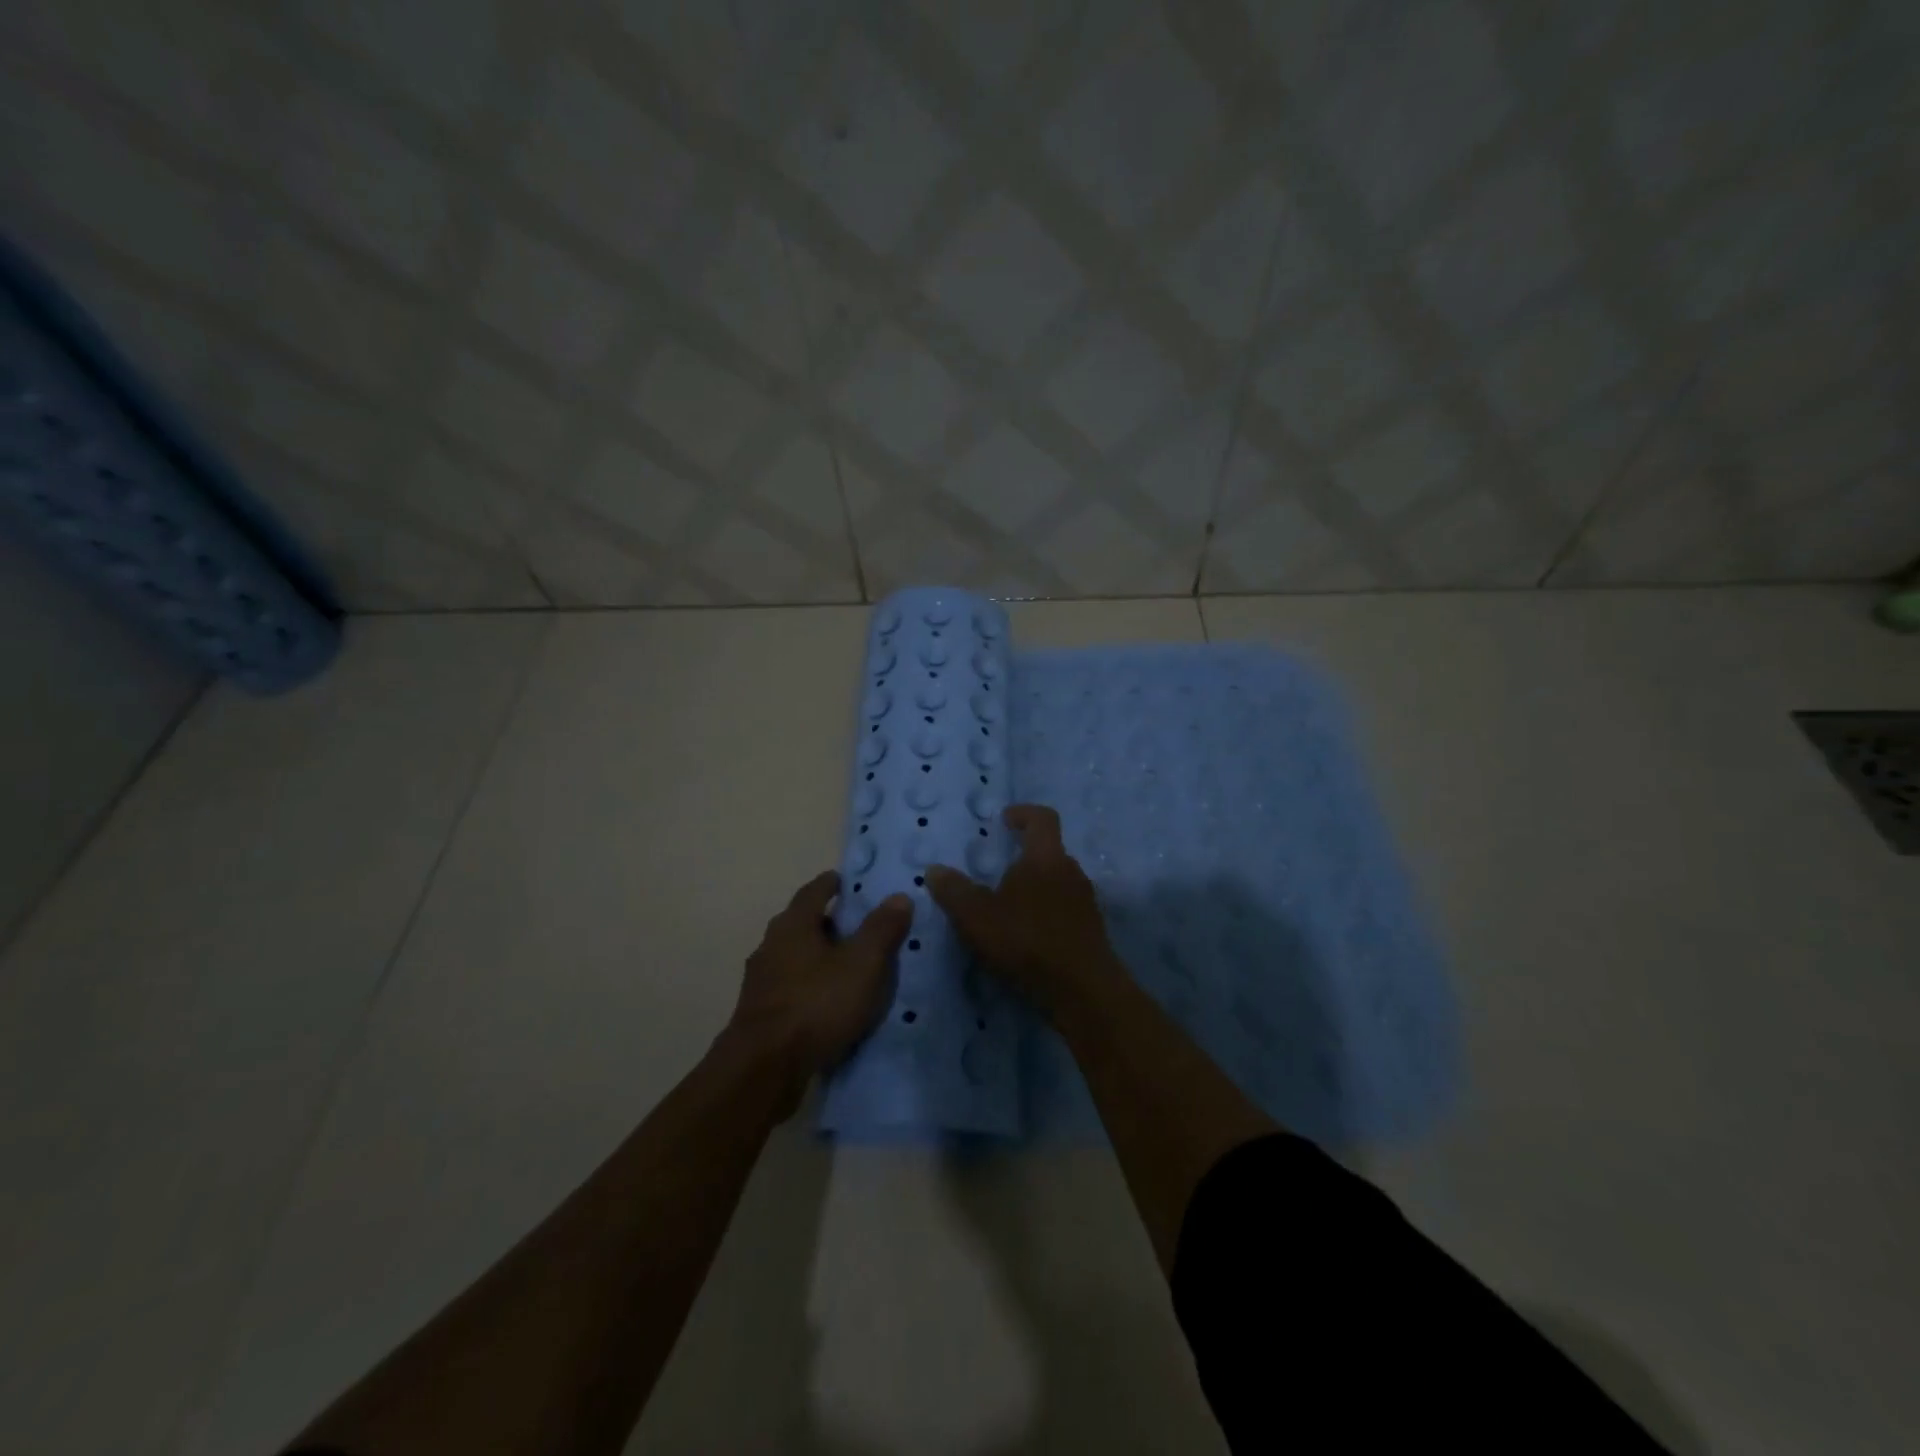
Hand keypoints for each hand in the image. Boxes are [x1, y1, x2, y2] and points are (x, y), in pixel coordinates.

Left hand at [726, 871, 911, 1107]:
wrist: (764, 1068)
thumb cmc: (817, 1004)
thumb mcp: (863, 964)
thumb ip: (882, 929)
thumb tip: (899, 896)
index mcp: (793, 924)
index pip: (814, 891)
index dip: (832, 884)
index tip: (846, 881)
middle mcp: (771, 945)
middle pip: (800, 923)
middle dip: (825, 921)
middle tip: (855, 924)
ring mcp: (760, 981)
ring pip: (793, 956)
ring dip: (816, 956)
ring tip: (844, 965)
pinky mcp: (758, 1013)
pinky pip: (789, 987)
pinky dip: (808, 986)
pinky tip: (825, 1001)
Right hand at [926, 804, 1120, 1018]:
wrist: (1083, 991)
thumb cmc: (1028, 942)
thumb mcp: (977, 918)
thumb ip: (954, 891)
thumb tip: (934, 869)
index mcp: (1046, 858)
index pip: (1042, 818)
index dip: (1024, 813)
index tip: (1005, 819)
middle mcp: (1071, 871)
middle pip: (1050, 851)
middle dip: (1025, 855)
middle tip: (998, 870)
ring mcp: (1085, 901)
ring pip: (1058, 880)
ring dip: (1036, 885)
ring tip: (1009, 906)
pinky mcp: (1091, 929)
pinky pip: (1065, 907)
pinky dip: (1046, 911)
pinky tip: (1028, 935)